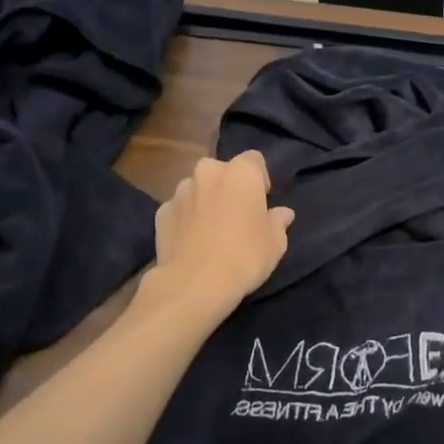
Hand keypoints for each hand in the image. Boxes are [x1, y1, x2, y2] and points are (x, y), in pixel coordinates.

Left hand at [144, 151, 294, 320]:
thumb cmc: (244, 257)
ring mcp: (180, 191)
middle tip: (236, 215)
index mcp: (241, 173)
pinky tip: (191, 241)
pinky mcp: (161, 212)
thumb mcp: (275, 243)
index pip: (254, 160)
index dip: (259, 179)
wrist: (194, 283)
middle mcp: (208, 172)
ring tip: (211, 230)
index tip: (262, 202)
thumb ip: (278, 222)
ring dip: (205, 200)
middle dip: (229, 186)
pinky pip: (179, 209)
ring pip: (197, 188)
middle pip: (222, 171)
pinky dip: (185, 218)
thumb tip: (282, 213)